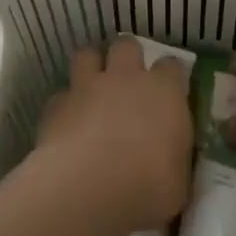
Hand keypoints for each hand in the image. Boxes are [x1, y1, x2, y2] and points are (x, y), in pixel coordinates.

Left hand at [32, 38, 192, 233]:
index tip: (169, 92)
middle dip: (127, 57)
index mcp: (165, 93)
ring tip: (92, 88)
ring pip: (87, 55)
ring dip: (90, 66)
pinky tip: (66, 125)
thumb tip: (171, 165)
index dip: (169, 76)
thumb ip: (175, 162)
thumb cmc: (148, 186)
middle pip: (126, 46)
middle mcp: (126, 79)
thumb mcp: (178, 182)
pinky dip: (64, 106)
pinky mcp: (56, 105)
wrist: (88, 188)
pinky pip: (60, 96)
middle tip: (127, 80)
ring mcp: (87, 87)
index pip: (172, 66)